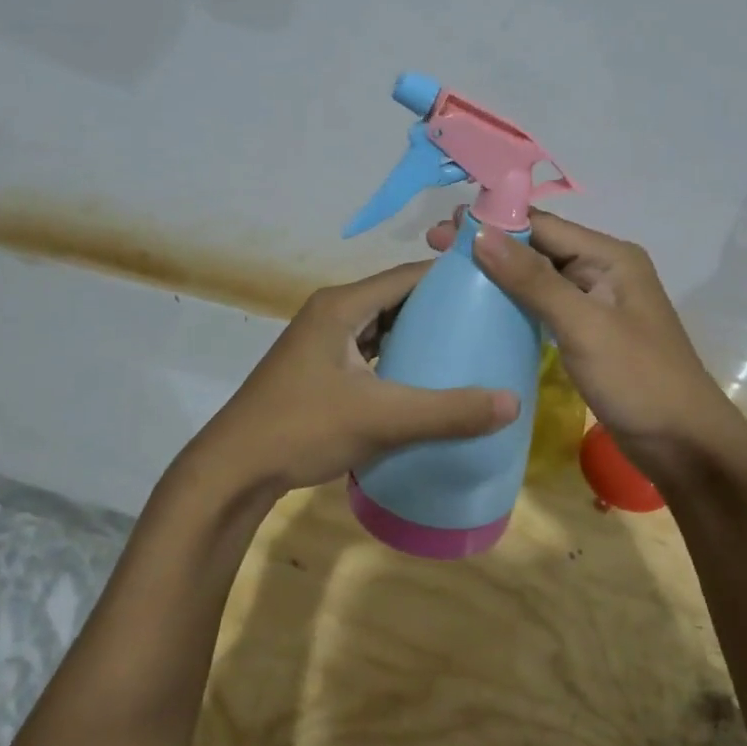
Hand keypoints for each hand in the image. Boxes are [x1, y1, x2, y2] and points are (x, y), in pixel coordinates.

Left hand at [181, 262, 520, 497]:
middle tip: (488, 321)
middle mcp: (331, 312)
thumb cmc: (303, 428)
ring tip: (466, 347)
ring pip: (382, 325)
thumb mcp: (381, 418)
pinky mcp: (319, 367)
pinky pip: (369, 349)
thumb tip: (512, 402)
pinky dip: (398, 356)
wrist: (234, 470)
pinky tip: (424, 377)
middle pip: (396, 298)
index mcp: (342, 305)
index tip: (494, 288)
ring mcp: (322, 340)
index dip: (451, 278)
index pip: (407, 275)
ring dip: (418, 333)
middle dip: (440, 308)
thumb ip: (447, 411)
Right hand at [427, 209, 746, 485]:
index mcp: (610, 257)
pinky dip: (514, 302)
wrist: (684, 446)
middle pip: (539, 248)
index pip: (543, 226)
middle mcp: (603, 270)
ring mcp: (596, 304)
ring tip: (449, 273)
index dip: (493, 223)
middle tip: (435, 249)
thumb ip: (533, 280)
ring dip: (498, 273)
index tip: (443, 228)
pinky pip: (544, 306)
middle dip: (490, 245)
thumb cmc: (638, 380)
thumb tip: (481, 233)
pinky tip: (483, 307)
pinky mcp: (588, 333)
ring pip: (539, 278)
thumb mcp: (584, 326)